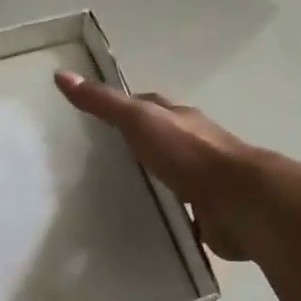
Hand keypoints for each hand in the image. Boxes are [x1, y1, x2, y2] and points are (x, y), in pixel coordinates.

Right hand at [54, 71, 265, 261]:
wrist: (239, 202)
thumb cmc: (188, 153)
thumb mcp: (139, 120)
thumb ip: (104, 103)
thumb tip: (61, 74)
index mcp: (178, 118)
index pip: (147, 105)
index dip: (122, 107)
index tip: (94, 118)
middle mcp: (192, 145)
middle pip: (158, 141)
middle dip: (133, 148)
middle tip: (95, 163)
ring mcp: (201, 181)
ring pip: (168, 178)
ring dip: (148, 183)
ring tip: (110, 197)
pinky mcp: (205, 214)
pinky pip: (177, 212)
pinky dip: (162, 215)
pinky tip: (140, 226)